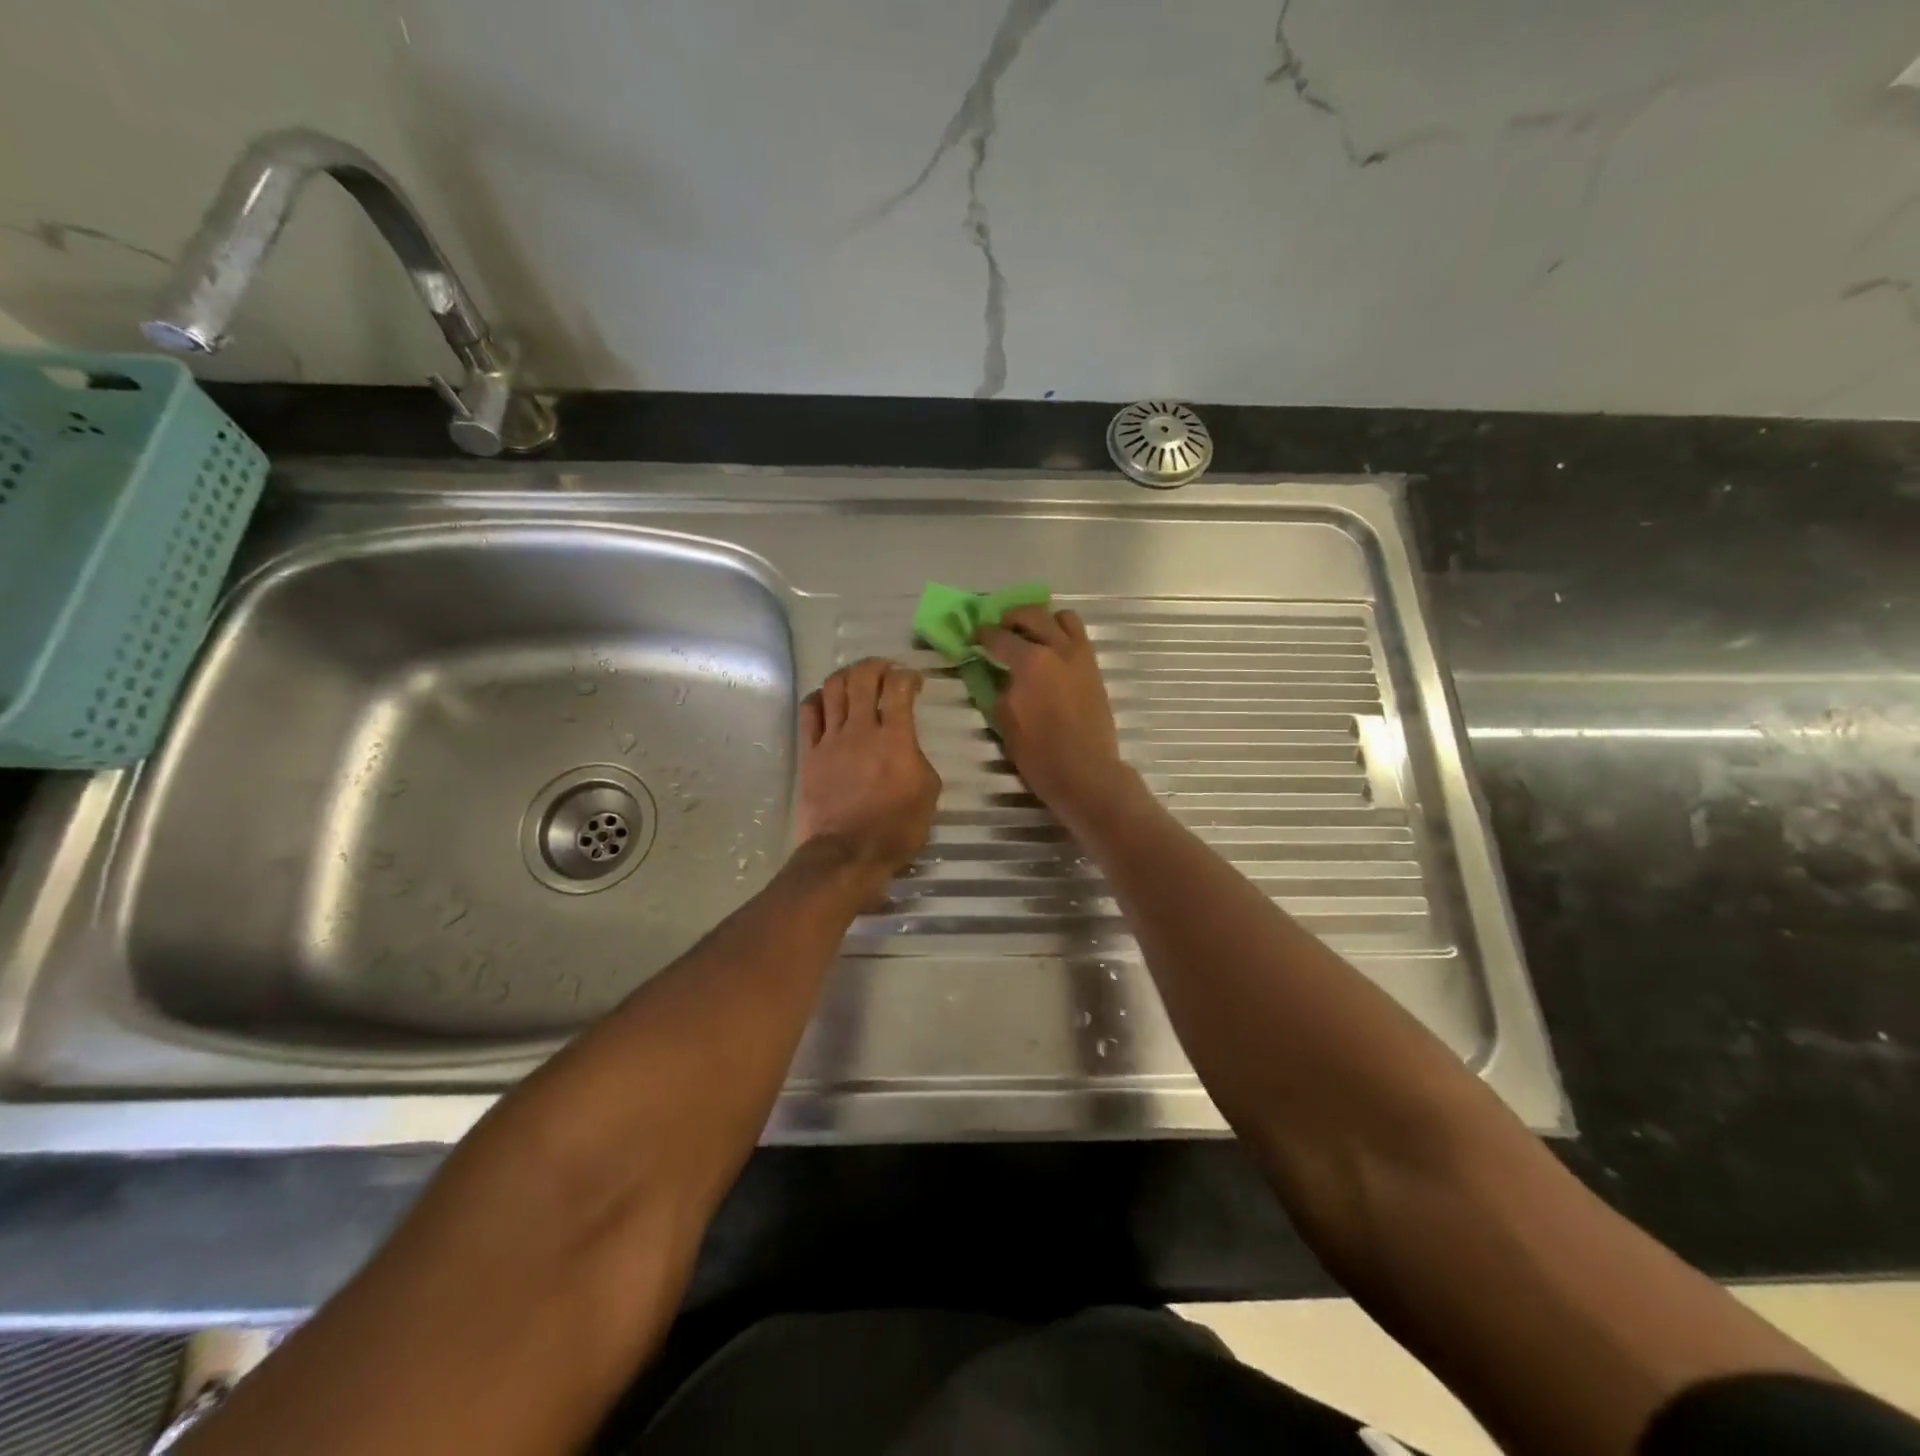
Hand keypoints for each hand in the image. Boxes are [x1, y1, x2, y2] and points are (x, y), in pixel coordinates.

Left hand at [796, 658, 940, 894]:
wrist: (847, 853)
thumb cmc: (895, 828)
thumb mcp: (927, 793)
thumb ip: (918, 759)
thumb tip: (906, 747)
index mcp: (895, 738)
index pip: (899, 688)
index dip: (908, 675)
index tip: (915, 681)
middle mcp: (861, 729)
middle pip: (862, 678)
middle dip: (876, 666)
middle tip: (886, 670)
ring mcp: (831, 739)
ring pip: (833, 688)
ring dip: (847, 675)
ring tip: (857, 679)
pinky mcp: (810, 753)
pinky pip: (809, 713)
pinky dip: (819, 698)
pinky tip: (827, 699)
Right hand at [976, 606, 1131, 823]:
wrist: (1085, 771)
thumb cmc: (1038, 752)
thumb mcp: (1004, 719)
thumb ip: (998, 687)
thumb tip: (995, 672)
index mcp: (1030, 661)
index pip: (999, 637)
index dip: (982, 635)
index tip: (973, 637)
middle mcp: (1057, 649)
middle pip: (1032, 615)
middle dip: (1011, 618)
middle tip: (1000, 630)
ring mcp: (1080, 656)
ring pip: (1063, 618)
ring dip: (1042, 620)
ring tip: (1031, 635)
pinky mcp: (1094, 668)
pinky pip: (1078, 636)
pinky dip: (1062, 634)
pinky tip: (1051, 652)